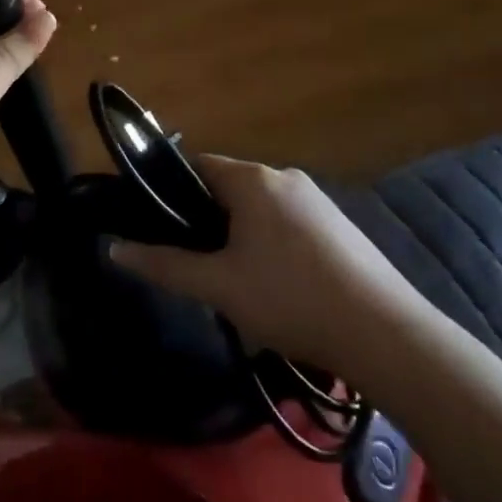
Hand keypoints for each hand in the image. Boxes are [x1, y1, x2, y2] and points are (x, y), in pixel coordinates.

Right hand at [110, 155, 430, 376]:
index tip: (156, 225)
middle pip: (228, 187)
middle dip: (206, 219)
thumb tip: (115, 249)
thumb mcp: (218, 286)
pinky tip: (277, 287)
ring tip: (234, 282)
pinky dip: (271, 244)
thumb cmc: (290, 299)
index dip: (171, 191)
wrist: (386, 335)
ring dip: (239, 235)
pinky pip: (288, 223)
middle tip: (196, 263)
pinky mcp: (340, 227)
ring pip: (259, 208)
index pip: (197, 165)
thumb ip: (164, 265)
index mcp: (253, 179)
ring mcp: (318, 201)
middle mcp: (285, 177)